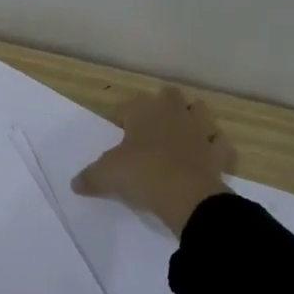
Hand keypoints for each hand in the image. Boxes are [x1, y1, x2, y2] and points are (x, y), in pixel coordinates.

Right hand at [72, 85, 233, 235]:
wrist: (187, 197)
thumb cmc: (142, 174)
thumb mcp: (106, 176)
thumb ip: (90, 177)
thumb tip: (75, 184)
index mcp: (145, 111)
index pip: (128, 106)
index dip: (120, 118)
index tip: (116, 133)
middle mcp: (174, 113)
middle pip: (169, 96)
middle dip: (160, 107)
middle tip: (147, 130)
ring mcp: (200, 130)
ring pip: (198, 111)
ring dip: (190, 119)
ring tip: (177, 136)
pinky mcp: (218, 152)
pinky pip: (218, 142)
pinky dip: (212, 147)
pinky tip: (204, 156)